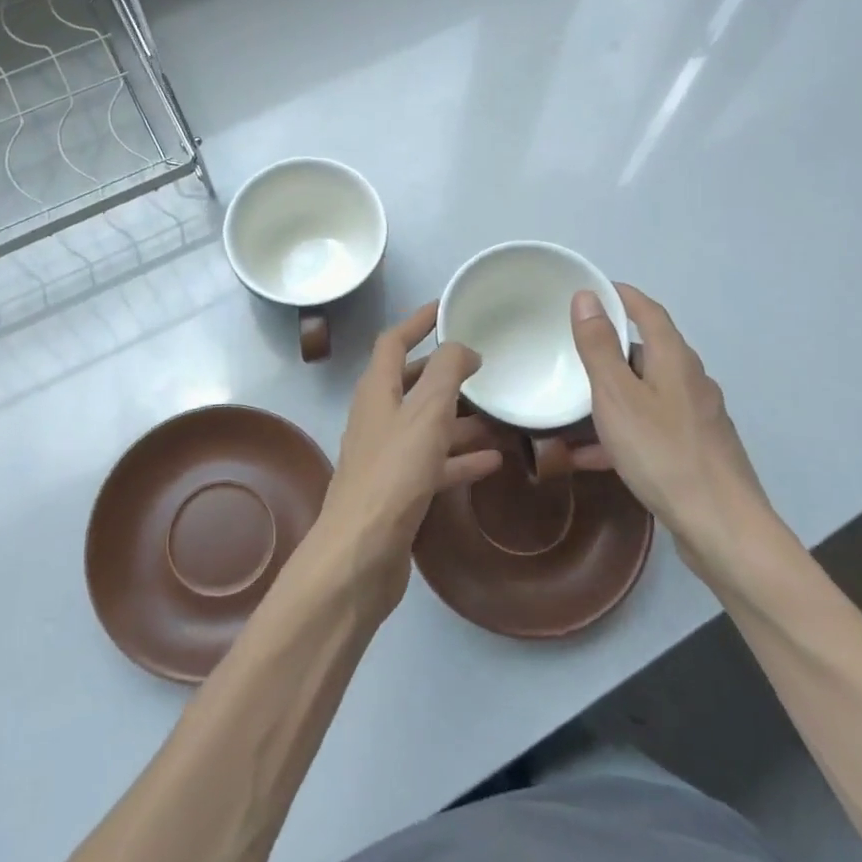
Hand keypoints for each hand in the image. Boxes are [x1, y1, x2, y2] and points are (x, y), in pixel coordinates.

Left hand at [310, 303, 503, 611]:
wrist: (362, 554)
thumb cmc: (394, 473)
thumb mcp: (426, 412)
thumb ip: (446, 372)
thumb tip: (463, 348)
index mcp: (376, 391)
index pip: (393, 341)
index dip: (418, 321)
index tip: (447, 307)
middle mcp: (377, 418)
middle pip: (410, 382)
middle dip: (442, 370)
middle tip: (482, 362)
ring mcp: (386, 456)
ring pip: (426, 425)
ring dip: (459, 417)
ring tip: (499, 412)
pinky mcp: (399, 491)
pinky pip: (435, 463)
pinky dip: (460, 458)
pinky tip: (494, 461)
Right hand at [569, 284, 776, 575]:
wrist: (721, 527)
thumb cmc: (663, 452)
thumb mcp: (617, 396)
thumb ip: (599, 347)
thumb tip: (587, 297)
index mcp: (675, 360)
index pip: (648, 312)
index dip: (621, 296)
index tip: (592, 290)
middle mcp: (691, 382)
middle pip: (649, 352)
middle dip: (612, 347)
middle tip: (573, 348)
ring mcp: (697, 418)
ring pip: (647, 393)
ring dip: (613, 393)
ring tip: (575, 403)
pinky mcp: (696, 451)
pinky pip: (650, 428)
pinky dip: (622, 431)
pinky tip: (591, 456)